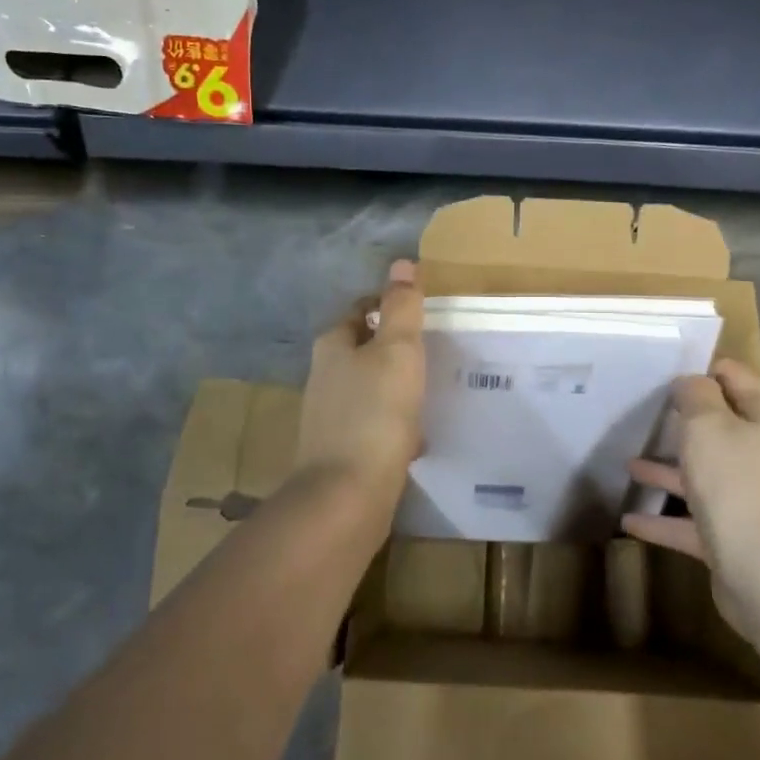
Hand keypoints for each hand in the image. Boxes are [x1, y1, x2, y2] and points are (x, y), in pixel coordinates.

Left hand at [293, 259, 424, 515]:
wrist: (346, 496)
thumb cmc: (375, 414)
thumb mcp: (397, 351)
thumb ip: (401, 308)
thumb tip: (402, 263)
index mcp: (333, 346)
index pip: (360, 310)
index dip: (388, 305)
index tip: (422, 312)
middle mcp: (325, 376)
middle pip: (364, 349)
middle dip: (395, 348)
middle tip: (435, 350)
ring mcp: (330, 416)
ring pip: (370, 388)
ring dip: (397, 386)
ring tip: (432, 390)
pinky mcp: (342, 450)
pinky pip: (374, 424)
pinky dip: (395, 423)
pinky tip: (418, 436)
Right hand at [624, 360, 759, 637]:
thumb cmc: (735, 485)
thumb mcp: (708, 426)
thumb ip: (696, 396)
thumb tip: (690, 381)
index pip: (738, 381)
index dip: (710, 369)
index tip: (673, 368)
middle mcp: (756, 458)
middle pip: (717, 431)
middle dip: (682, 422)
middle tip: (644, 413)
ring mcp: (744, 501)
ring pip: (699, 477)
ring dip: (664, 471)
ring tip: (627, 466)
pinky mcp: (729, 539)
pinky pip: (688, 523)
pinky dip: (659, 520)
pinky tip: (628, 521)